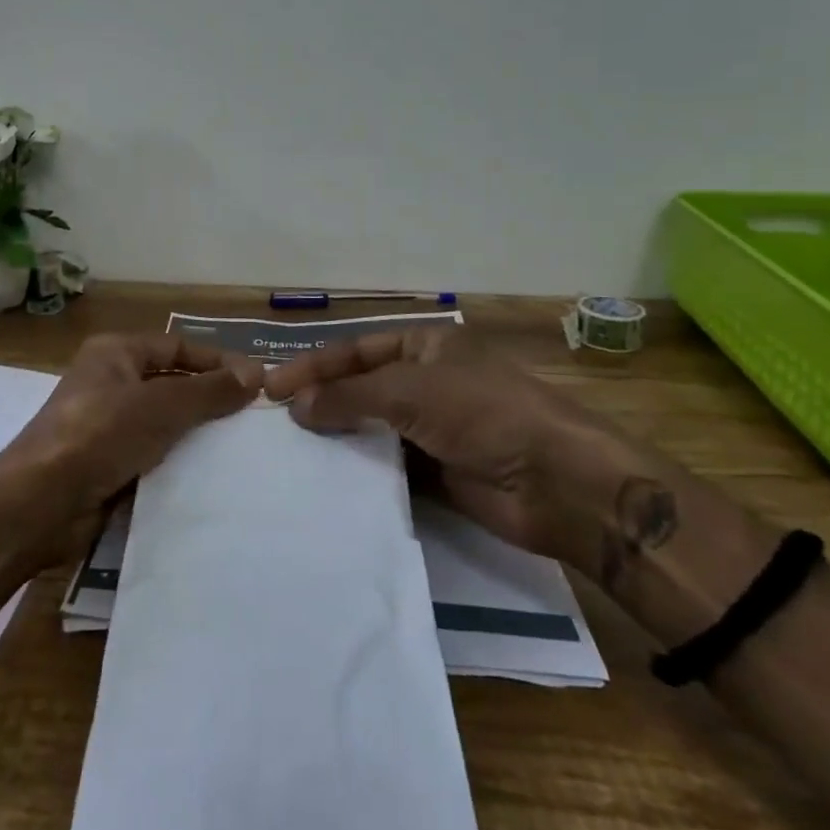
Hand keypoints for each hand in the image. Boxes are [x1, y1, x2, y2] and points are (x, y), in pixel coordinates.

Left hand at [0, 333, 263, 554]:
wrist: (39, 504)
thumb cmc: (98, 436)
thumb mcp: (160, 406)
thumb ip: (209, 390)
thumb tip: (256, 373)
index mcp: (115, 354)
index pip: (177, 347)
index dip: (216, 362)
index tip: (258, 383)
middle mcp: (110, 383)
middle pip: (172, 385)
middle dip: (211, 400)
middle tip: (257, 420)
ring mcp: (107, 426)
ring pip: (165, 424)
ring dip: (198, 436)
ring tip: (244, 450)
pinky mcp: (108, 465)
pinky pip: (153, 456)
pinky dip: (179, 464)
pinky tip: (213, 478)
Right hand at [262, 327, 636, 574]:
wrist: (558, 483)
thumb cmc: (483, 413)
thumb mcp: (411, 392)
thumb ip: (350, 397)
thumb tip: (295, 406)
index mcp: (426, 346)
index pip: (357, 351)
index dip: (314, 366)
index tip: (271, 387)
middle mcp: (427, 382)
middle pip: (361, 388)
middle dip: (321, 401)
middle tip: (274, 421)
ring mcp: (433, 428)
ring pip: (373, 428)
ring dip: (338, 437)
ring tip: (291, 453)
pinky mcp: (438, 472)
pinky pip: (388, 467)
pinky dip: (361, 471)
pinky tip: (327, 481)